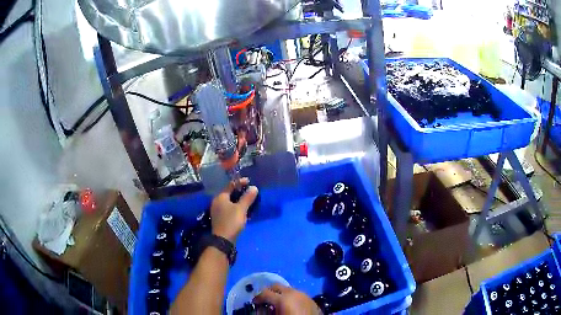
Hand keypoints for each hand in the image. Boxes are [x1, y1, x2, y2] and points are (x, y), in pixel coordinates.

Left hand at [210, 178, 257, 242]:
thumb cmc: (231, 222)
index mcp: (220, 197)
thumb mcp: (241, 209)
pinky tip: (243, 210)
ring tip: (248, 201)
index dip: (240, 182)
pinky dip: (236, 207)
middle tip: (250, 191)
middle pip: (229, 193)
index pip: (230, 185)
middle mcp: (217, 202)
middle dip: (239, 192)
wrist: (223, 240)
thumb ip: (247, 197)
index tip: (249, 181)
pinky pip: (229, 209)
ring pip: (229, 202)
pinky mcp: (220, 218)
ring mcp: (217, 211)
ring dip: (238, 200)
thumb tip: (254, 187)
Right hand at [253, 284, 321, 314]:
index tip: (255, 302)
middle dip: (269, 292)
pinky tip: (290, 305)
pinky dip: (290, 297)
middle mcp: (293, 292)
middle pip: (276, 286)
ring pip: (288, 289)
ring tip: (277, 303)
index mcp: (283, 298)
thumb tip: (259, 309)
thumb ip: (266, 312)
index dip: (258, 297)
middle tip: (265, 300)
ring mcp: (303, 294)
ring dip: (280, 294)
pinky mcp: (310, 298)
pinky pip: (297, 294)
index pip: (264, 292)